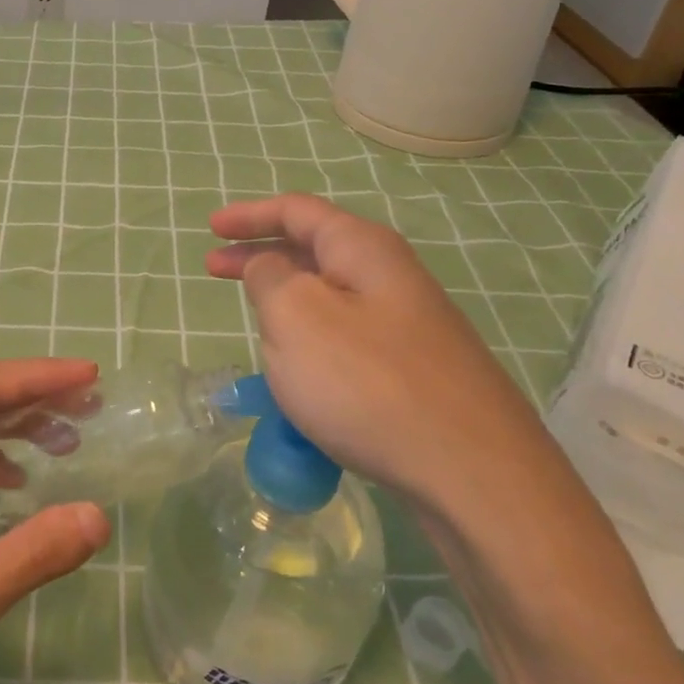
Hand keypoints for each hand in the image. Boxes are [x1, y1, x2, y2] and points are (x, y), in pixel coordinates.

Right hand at [206, 193, 545, 507]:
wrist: (473, 473)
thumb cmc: (367, 382)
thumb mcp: (296, 317)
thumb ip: (270, 278)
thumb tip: (271, 268)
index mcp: (362, 249)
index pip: (296, 211)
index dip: (249, 214)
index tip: (210, 229)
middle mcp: (390, 275)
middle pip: (313, 248)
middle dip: (260, 254)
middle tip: (214, 269)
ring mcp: (408, 325)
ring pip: (330, 296)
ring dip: (286, 300)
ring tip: (252, 322)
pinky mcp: (414, 369)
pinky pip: (347, 337)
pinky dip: (311, 339)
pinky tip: (298, 373)